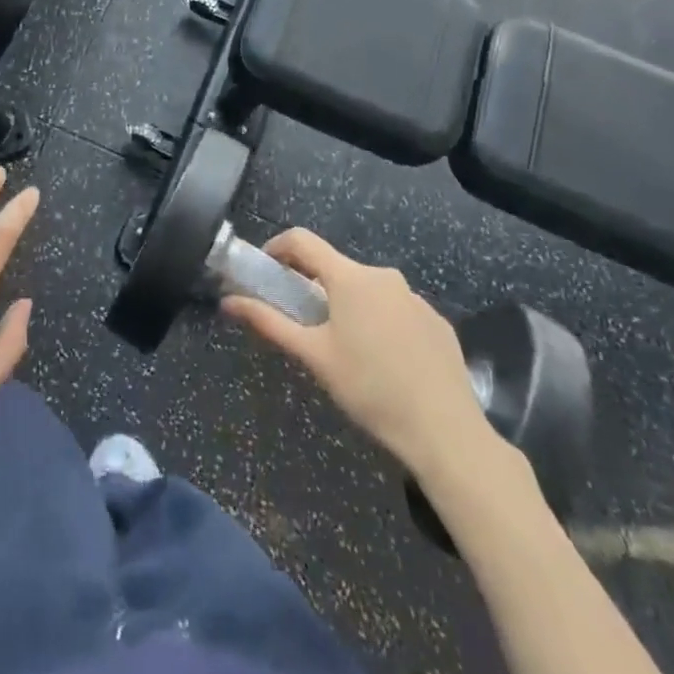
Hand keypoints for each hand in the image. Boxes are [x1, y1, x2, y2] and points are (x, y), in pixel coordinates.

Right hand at [221, 230, 500, 481]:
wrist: (446, 432)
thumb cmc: (369, 389)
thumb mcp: (313, 356)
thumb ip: (269, 323)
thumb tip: (228, 302)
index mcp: (349, 277)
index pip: (302, 240)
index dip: (277, 248)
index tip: (265, 270)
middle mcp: (383, 276)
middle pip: (336, 268)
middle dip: (314, 285)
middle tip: (301, 319)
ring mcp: (415, 298)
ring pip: (368, 290)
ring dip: (348, 305)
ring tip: (344, 347)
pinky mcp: (437, 322)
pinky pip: (397, 310)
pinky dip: (380, 323)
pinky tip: (384, 362)